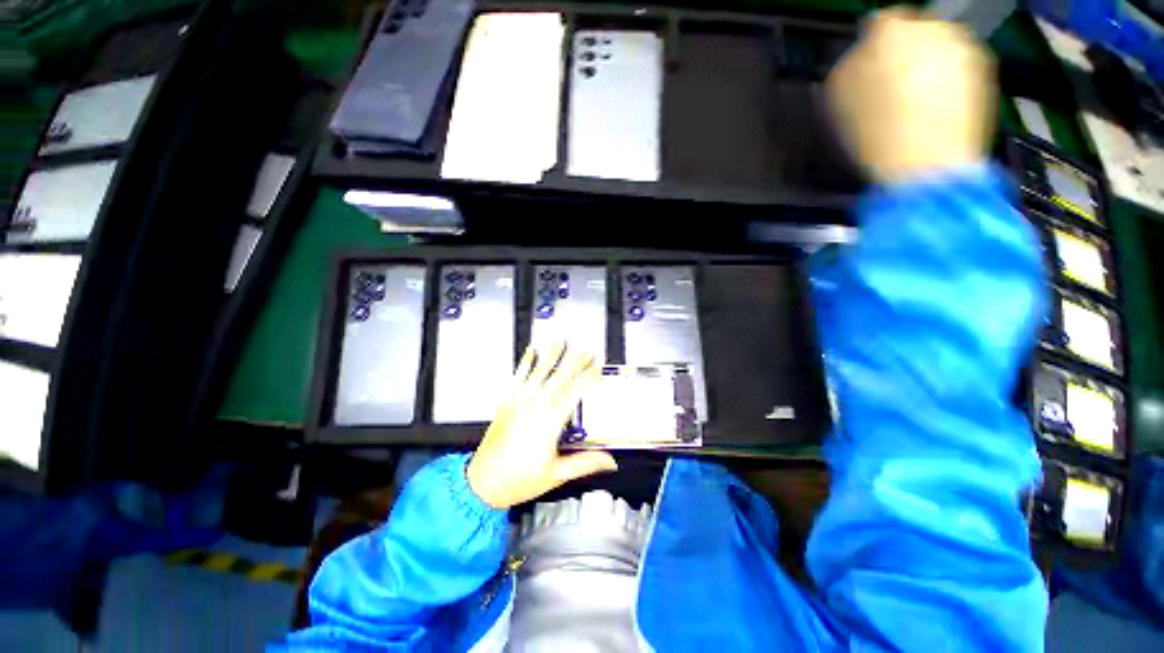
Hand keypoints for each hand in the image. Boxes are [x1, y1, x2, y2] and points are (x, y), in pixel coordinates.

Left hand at [466, 343, 617, 508]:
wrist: (482, 483)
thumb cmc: (518, 480)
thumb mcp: (556, 474)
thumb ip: (585, 463)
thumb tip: (610, 461)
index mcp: (549, 423)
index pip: (573, 394)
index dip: (587, 379)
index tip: (597, 369)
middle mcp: (534, 407)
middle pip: (559, 379)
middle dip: (574, 363)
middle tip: (586, 352)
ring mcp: (518, 402)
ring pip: (538, 373)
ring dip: (551, 356)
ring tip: (559, 342)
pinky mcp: (506, 402)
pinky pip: (517, 377)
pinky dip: (525, 362)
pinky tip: (530, 351)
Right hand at [826, 8, 996, 182]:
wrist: (925, 164)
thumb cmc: (874, 133)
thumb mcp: (839, 97)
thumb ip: (850, 64)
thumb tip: (861, 55)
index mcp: (889, 32)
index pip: (880, 20)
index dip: (873, 42)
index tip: (870, 63)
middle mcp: (928, 28)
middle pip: (914, 29)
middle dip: (904, 51)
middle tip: (892, 84)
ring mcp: (959, 45)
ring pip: (939, 45)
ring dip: (927, 63)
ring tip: (915, 100)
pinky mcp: (984, 66)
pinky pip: (960, 63)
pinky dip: (949, 78)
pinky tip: (936, 105)